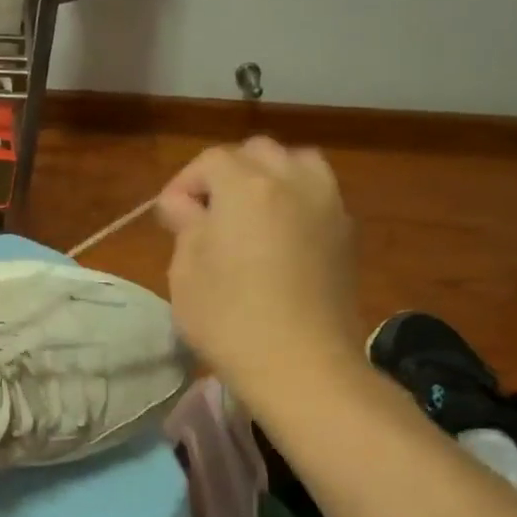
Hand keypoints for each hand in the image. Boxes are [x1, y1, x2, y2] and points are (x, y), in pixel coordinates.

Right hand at [155, 138, 363, 405]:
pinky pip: (317, 195)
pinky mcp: (346, 233)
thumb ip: (186, 224)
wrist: (301, 364)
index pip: (209, 161)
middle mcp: (292, 182)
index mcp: (246, 187)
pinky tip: (278, 238)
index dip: (183, 183)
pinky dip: (294, 201)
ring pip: (297, 164)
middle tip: (206, 214)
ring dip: (268, 179)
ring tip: (248, 216)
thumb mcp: (185, 270)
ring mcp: (327, 205)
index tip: (170, 217)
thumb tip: (185, 205)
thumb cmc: (228, 317)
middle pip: (256, 153)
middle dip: (226, 174)